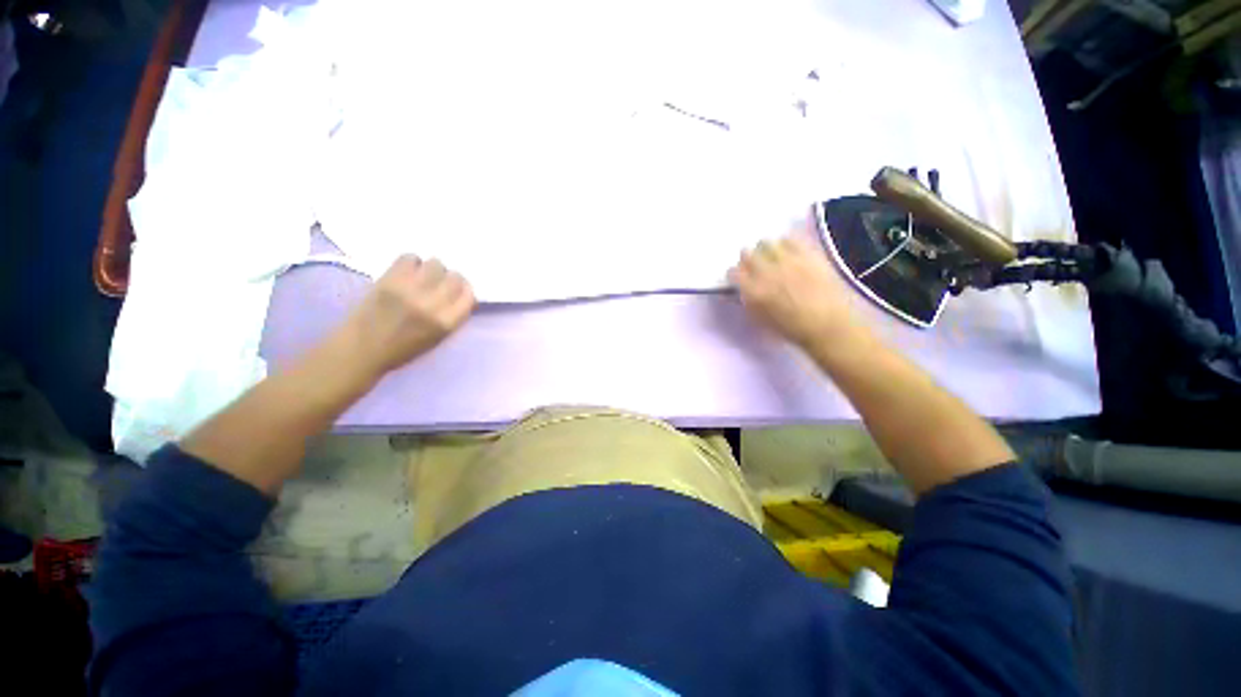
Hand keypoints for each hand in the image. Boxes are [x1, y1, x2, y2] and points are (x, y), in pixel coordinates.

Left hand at [343, 255, 475, 376]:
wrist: (361, 349)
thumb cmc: (403, 348)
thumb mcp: (438, 338)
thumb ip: (453, 316)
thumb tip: (460, 295)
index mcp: (446, 323)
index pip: (469, 295)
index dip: (465, 290)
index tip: (457, 291)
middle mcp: (432, 304)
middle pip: (455, 277)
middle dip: (450, 278)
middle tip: (439, 283)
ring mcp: (410, 289)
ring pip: (436, 263)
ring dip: (432, 269)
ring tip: (421, 277)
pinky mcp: (389, 279)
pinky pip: (410, 258)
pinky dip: (411, 263)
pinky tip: (406, 273)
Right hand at [728, 233, 863, 354]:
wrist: (829, 325)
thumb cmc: (792, 329)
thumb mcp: (761, 320)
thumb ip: (748, 301)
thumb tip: (743, 289)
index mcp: (753, 291)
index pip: (733, 272)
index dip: (734, 275)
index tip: (739, 278)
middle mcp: (766, 272)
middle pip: (746, 253)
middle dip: (747, 260)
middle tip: (754, 267)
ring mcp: (787, 260)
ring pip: (766, 242)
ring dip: (765, 250)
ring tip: (772, 258)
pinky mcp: (807, 254)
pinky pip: (790, 238)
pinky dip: (785, 244)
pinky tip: (789, 253)